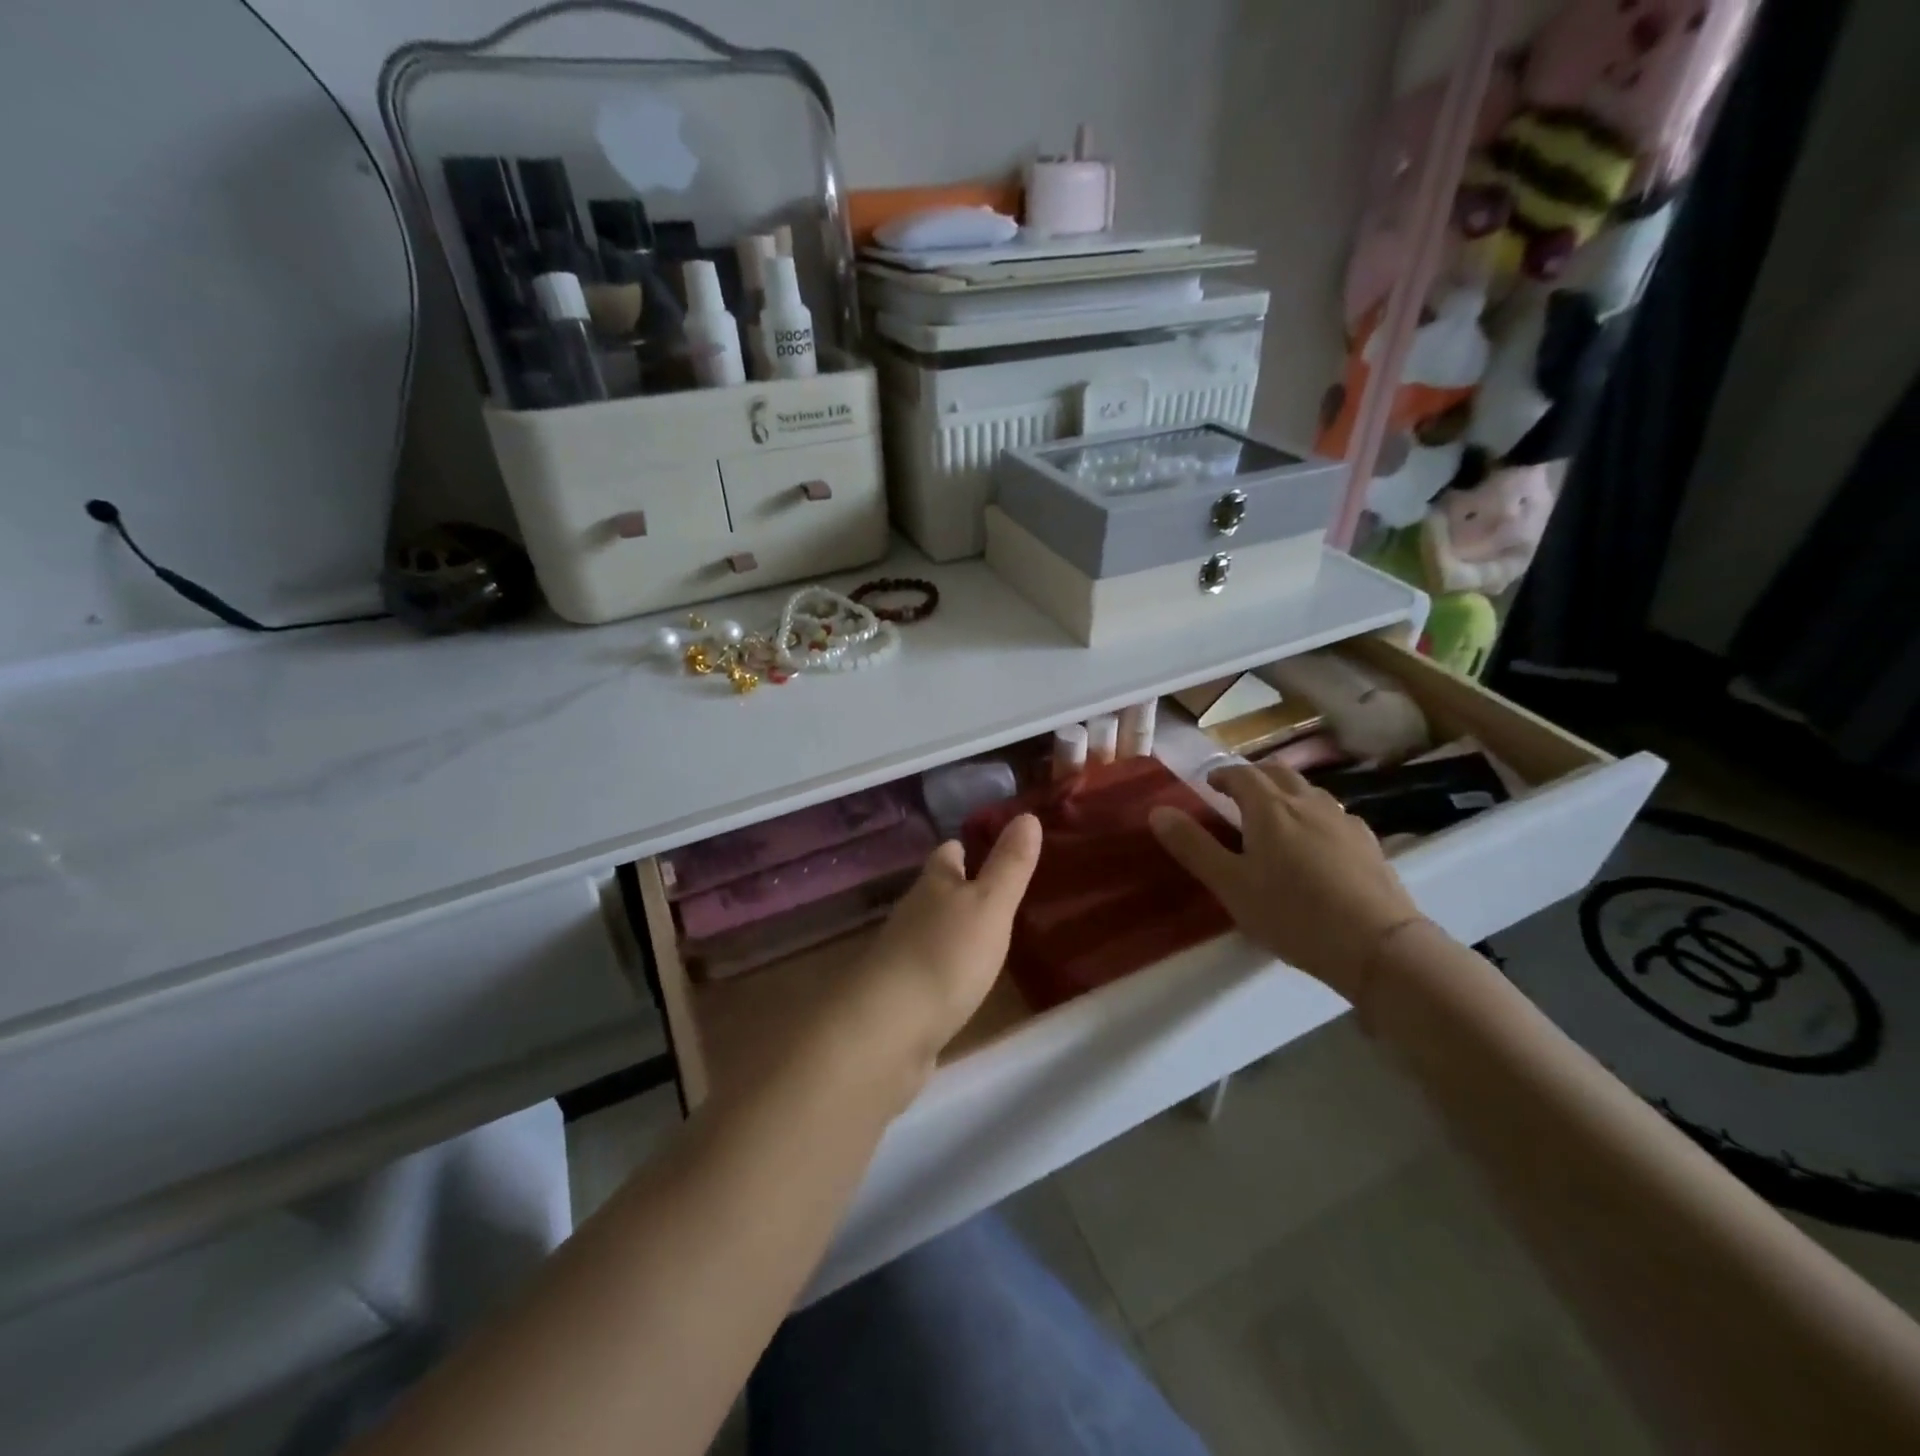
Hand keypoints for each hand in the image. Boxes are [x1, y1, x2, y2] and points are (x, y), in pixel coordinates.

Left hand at [833, 814, 1042, 1099]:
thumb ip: (1009, 865)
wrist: (887, 1030)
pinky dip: (946, 968)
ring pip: (931, 931)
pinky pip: (928, 971)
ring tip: (989, 934)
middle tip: (1000, 893)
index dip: (965, 847)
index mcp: (932, 885)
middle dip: (961, 889)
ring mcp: (902, 956)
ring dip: (954, 929)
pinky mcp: (901, 996)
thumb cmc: (945, 956)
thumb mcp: (989, 905)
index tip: (988, 845)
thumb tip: (1027, 814)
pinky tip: (963, 980)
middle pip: (936, 892)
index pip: (947, 854)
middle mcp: (912, 914)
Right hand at [1149, 760, 1422, 1002]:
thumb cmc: (1293, 914)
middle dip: (1254, 776)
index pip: (1241, 774)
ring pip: (1309, 792)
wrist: (1378, 946)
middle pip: (1279, 772)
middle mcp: (1308, 803)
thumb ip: (1193, 846)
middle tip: (1238, 794)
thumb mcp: (1231, 885)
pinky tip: (1316, 844)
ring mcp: (1343, 821)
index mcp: (1270, 808)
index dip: (1222, 775)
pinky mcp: (1369, 844)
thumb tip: (1158, 810)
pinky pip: (1334, 816)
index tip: (1209, 785)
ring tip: (1275, 817)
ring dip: (1286, 793)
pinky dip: (1314, 816)